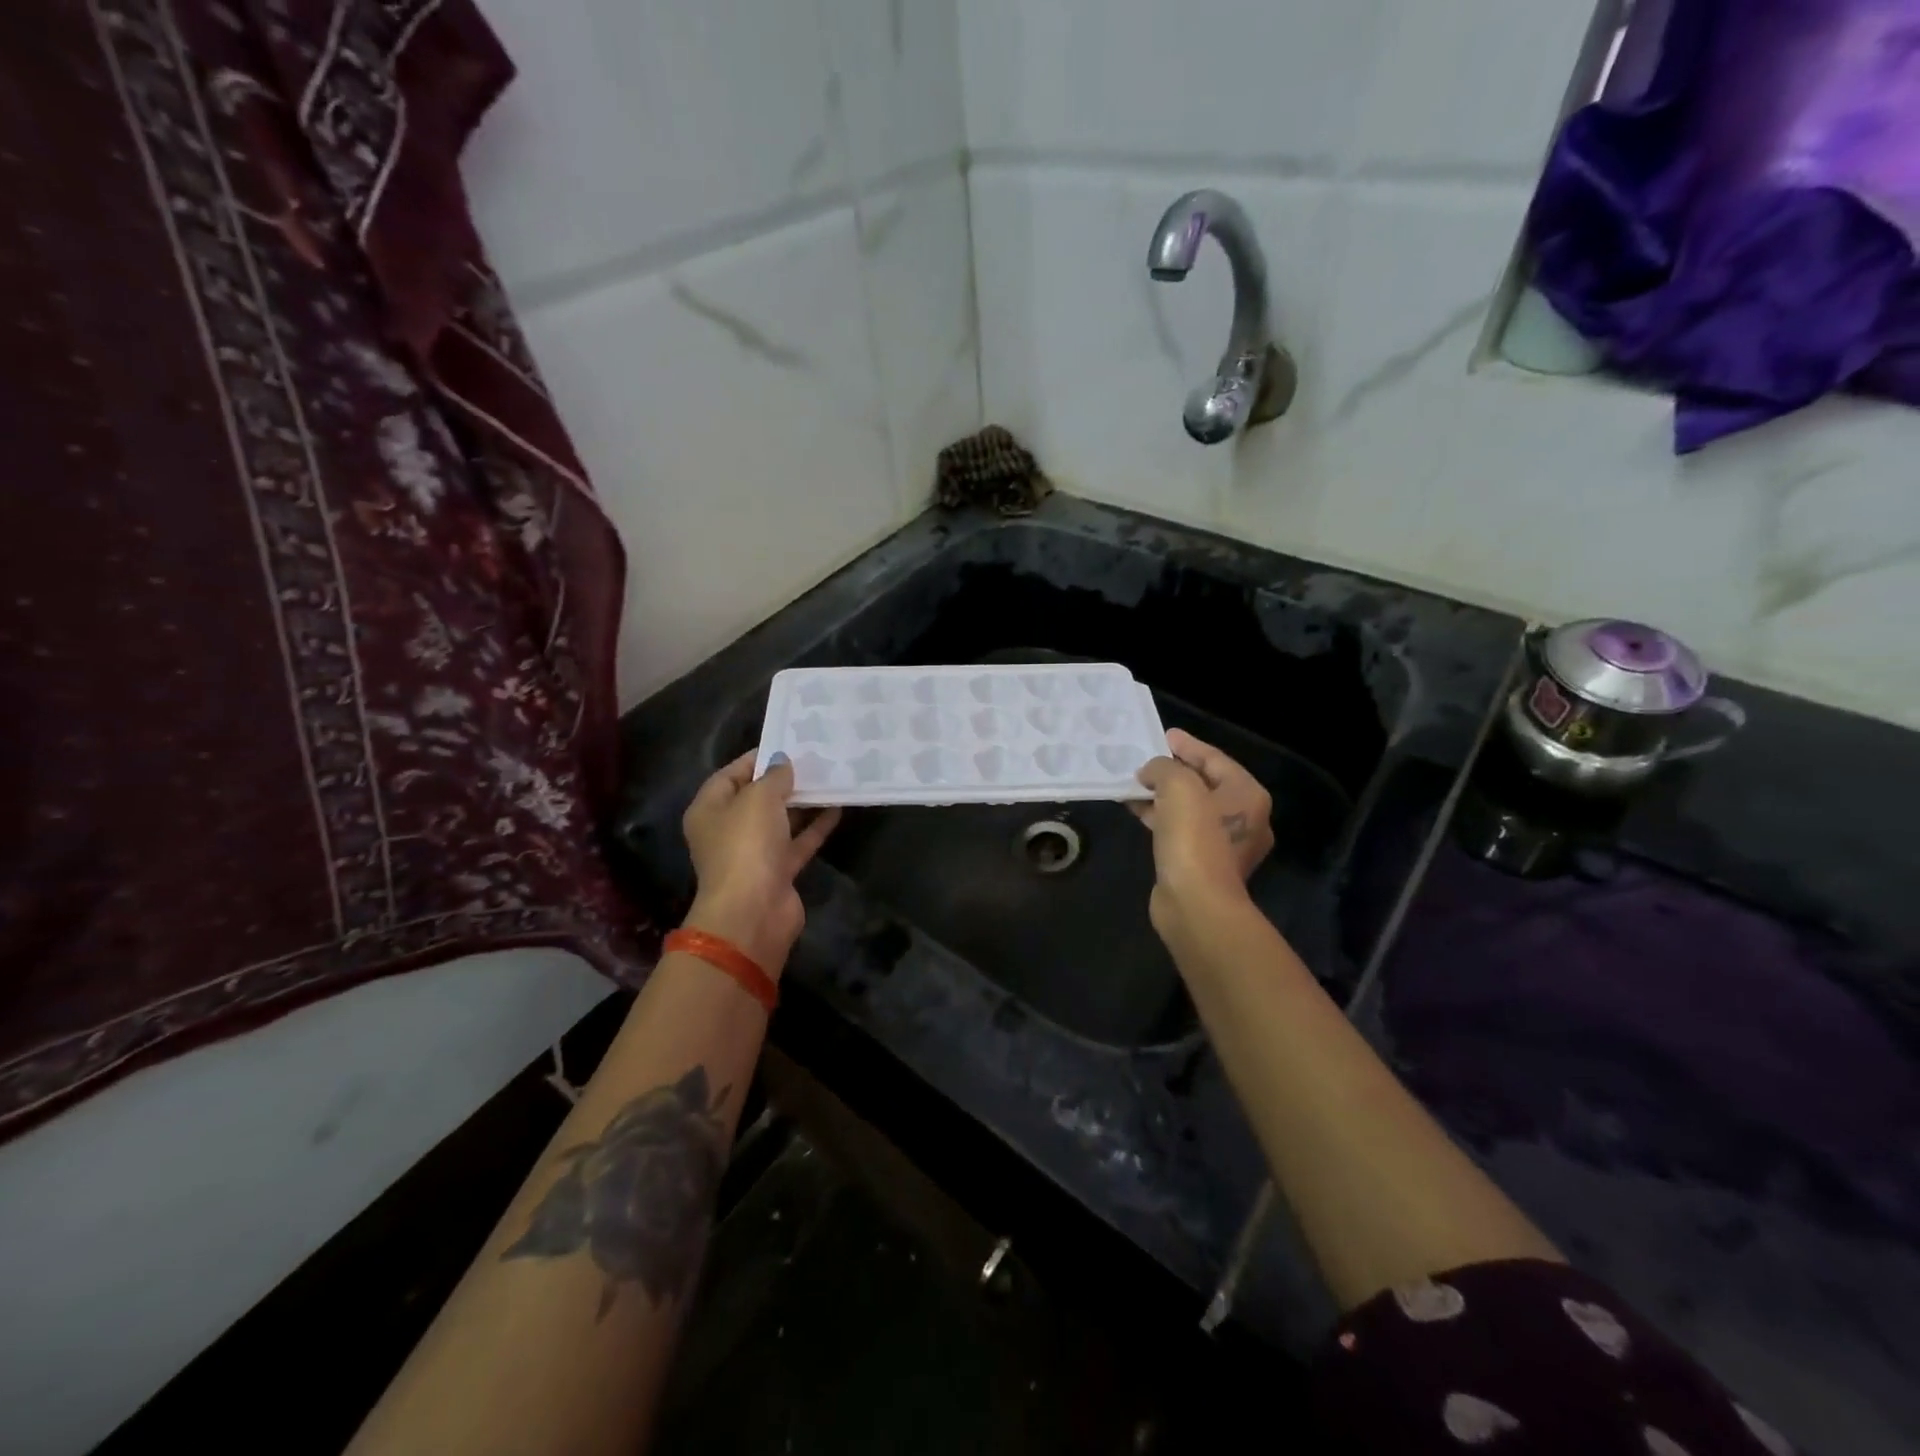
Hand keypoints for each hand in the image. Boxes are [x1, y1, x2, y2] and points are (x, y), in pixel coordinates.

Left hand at [680, 752, 840, 976]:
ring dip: (802, 802)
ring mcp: (754, 853)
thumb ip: (773, 777)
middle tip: (814, 758)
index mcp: (709, 809)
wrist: (753, 911)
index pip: (730, 774)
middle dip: (783, 780)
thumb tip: (782, 763)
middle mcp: (728, 830)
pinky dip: (815, 826)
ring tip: (830, 777)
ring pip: (780, 820)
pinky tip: (837, 807)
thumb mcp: (758, 798)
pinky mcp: (778, 871)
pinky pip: (798, 842)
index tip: (787, 743)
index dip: (756, 759)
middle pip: (756, 798)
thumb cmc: (746, 845)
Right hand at [1133, 729, 1273, 938]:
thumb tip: (1151, 773)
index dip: (1187, 745)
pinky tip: (1135, 810)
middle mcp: (1242, 818)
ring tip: (1133, 783)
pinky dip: (1159, 817)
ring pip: (1188, 808)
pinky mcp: (1201, 864)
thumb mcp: (1178, 786)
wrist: (1196, 904)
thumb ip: (1163, 767)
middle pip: (1204, 783)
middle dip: (1173, 770)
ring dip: (1161, 795)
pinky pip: (1179, 829)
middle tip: (1146, 759)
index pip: (1215, 759)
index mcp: (1247, 795)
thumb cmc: (1194, 838)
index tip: (1163, 735)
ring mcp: (1223, 845)